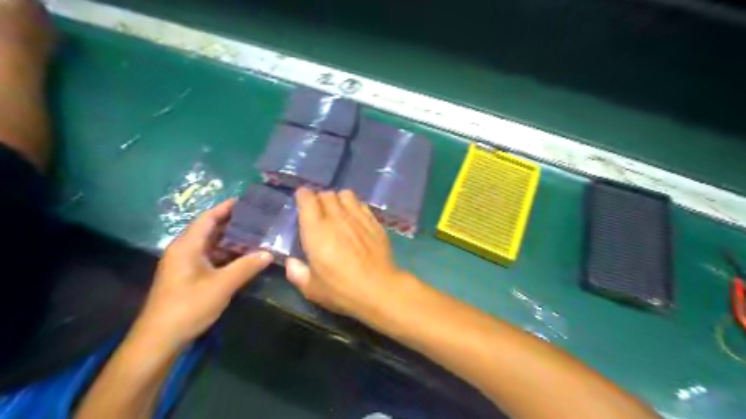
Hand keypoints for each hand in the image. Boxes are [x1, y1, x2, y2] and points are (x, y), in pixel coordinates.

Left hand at [135, 197, 272, 346]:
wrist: (160, 339)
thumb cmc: (188, 306)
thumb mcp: (222, 285)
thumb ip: (247, 266)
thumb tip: (269, 253)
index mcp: (187, 246)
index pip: (208, 218)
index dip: (226, 207)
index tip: (247, 201)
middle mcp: (184, 250)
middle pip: (210, 229)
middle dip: (233, 223)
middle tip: (258, 218)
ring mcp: (185, 264)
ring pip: (212, 245)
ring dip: (232, 240)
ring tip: (257, 235)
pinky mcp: (189, 277)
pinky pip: (211, 258)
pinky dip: (228, 255)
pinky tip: (245, 257)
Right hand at [286, 187, 413, 317]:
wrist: (378, 289)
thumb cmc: (341, 289)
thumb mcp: (311, 289)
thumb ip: (297, 273)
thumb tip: (292, 262)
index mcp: (316, 229)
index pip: (306, 198)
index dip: (302, 196)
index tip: (301, 203)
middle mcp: (336, 217)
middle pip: (326, 194)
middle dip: (320, 199)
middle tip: (319, 212)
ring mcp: (358, 217)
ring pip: (346, 194)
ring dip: (339, 199)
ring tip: (338, 212)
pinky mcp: (374, 222)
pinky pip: (362, 204)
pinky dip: (355, 206)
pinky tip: (355, 219)